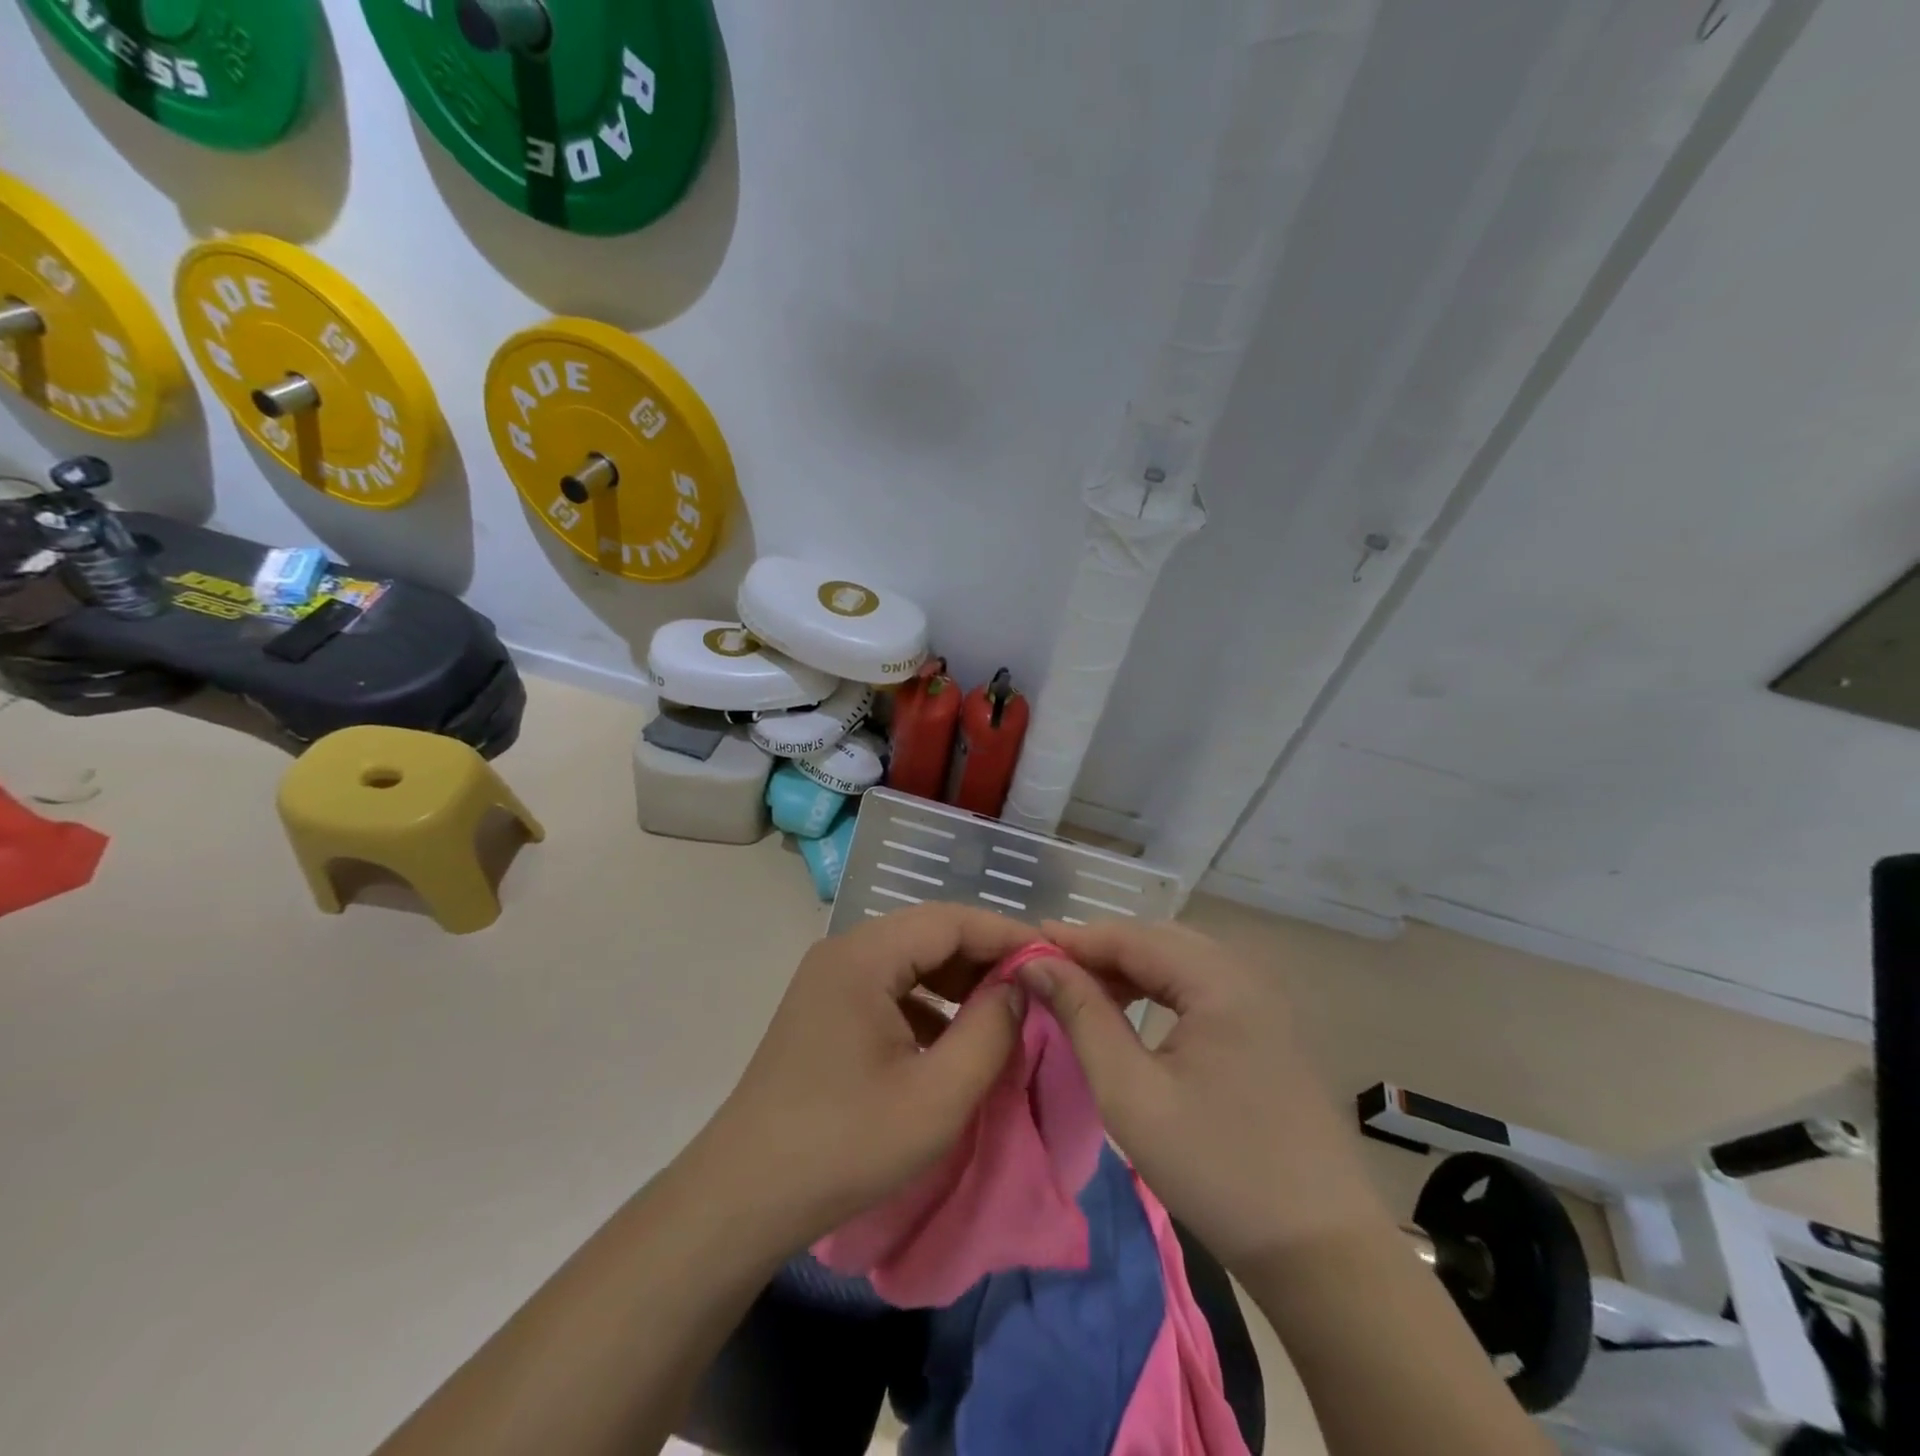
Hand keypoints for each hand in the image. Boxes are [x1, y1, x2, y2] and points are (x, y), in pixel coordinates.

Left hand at [693, 904, 1032, 1252]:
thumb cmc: (845, 1144)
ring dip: (958, 980)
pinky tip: (952, 1039)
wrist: (744, 1196)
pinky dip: (928, 1003)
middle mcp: (844, 952)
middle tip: (1035, 987)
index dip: (1006, 935)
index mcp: (864, 956)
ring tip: (1003, 1011)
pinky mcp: (825, 1009)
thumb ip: (990, 1031)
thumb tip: (1019, 985)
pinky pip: (889, 987)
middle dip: (985, 957)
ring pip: (910, 960)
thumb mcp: (937, 1096)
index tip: (1054, 959)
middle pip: (929, 933)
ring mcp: (829, 979)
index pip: (951, 920)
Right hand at [1021, 920, 1390, 1269]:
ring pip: (1180, 960)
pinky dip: (1159, 988)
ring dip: (1129, 968)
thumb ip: (1082, 1016)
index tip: (1023, 948)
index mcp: (1219, 981)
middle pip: (1158, 939)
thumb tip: (1038, 963)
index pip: (1131, 937)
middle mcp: (1246, 974)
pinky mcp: (1268, 1027)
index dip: (1074, 939)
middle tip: (1049, 973)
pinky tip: (1133, 1012)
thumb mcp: (1130, 1093)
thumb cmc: (1216, 1170)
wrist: (1320, 1251)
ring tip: (1082, 991)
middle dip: (1100, 950)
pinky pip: (1201, 985)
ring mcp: (1263, 1000)